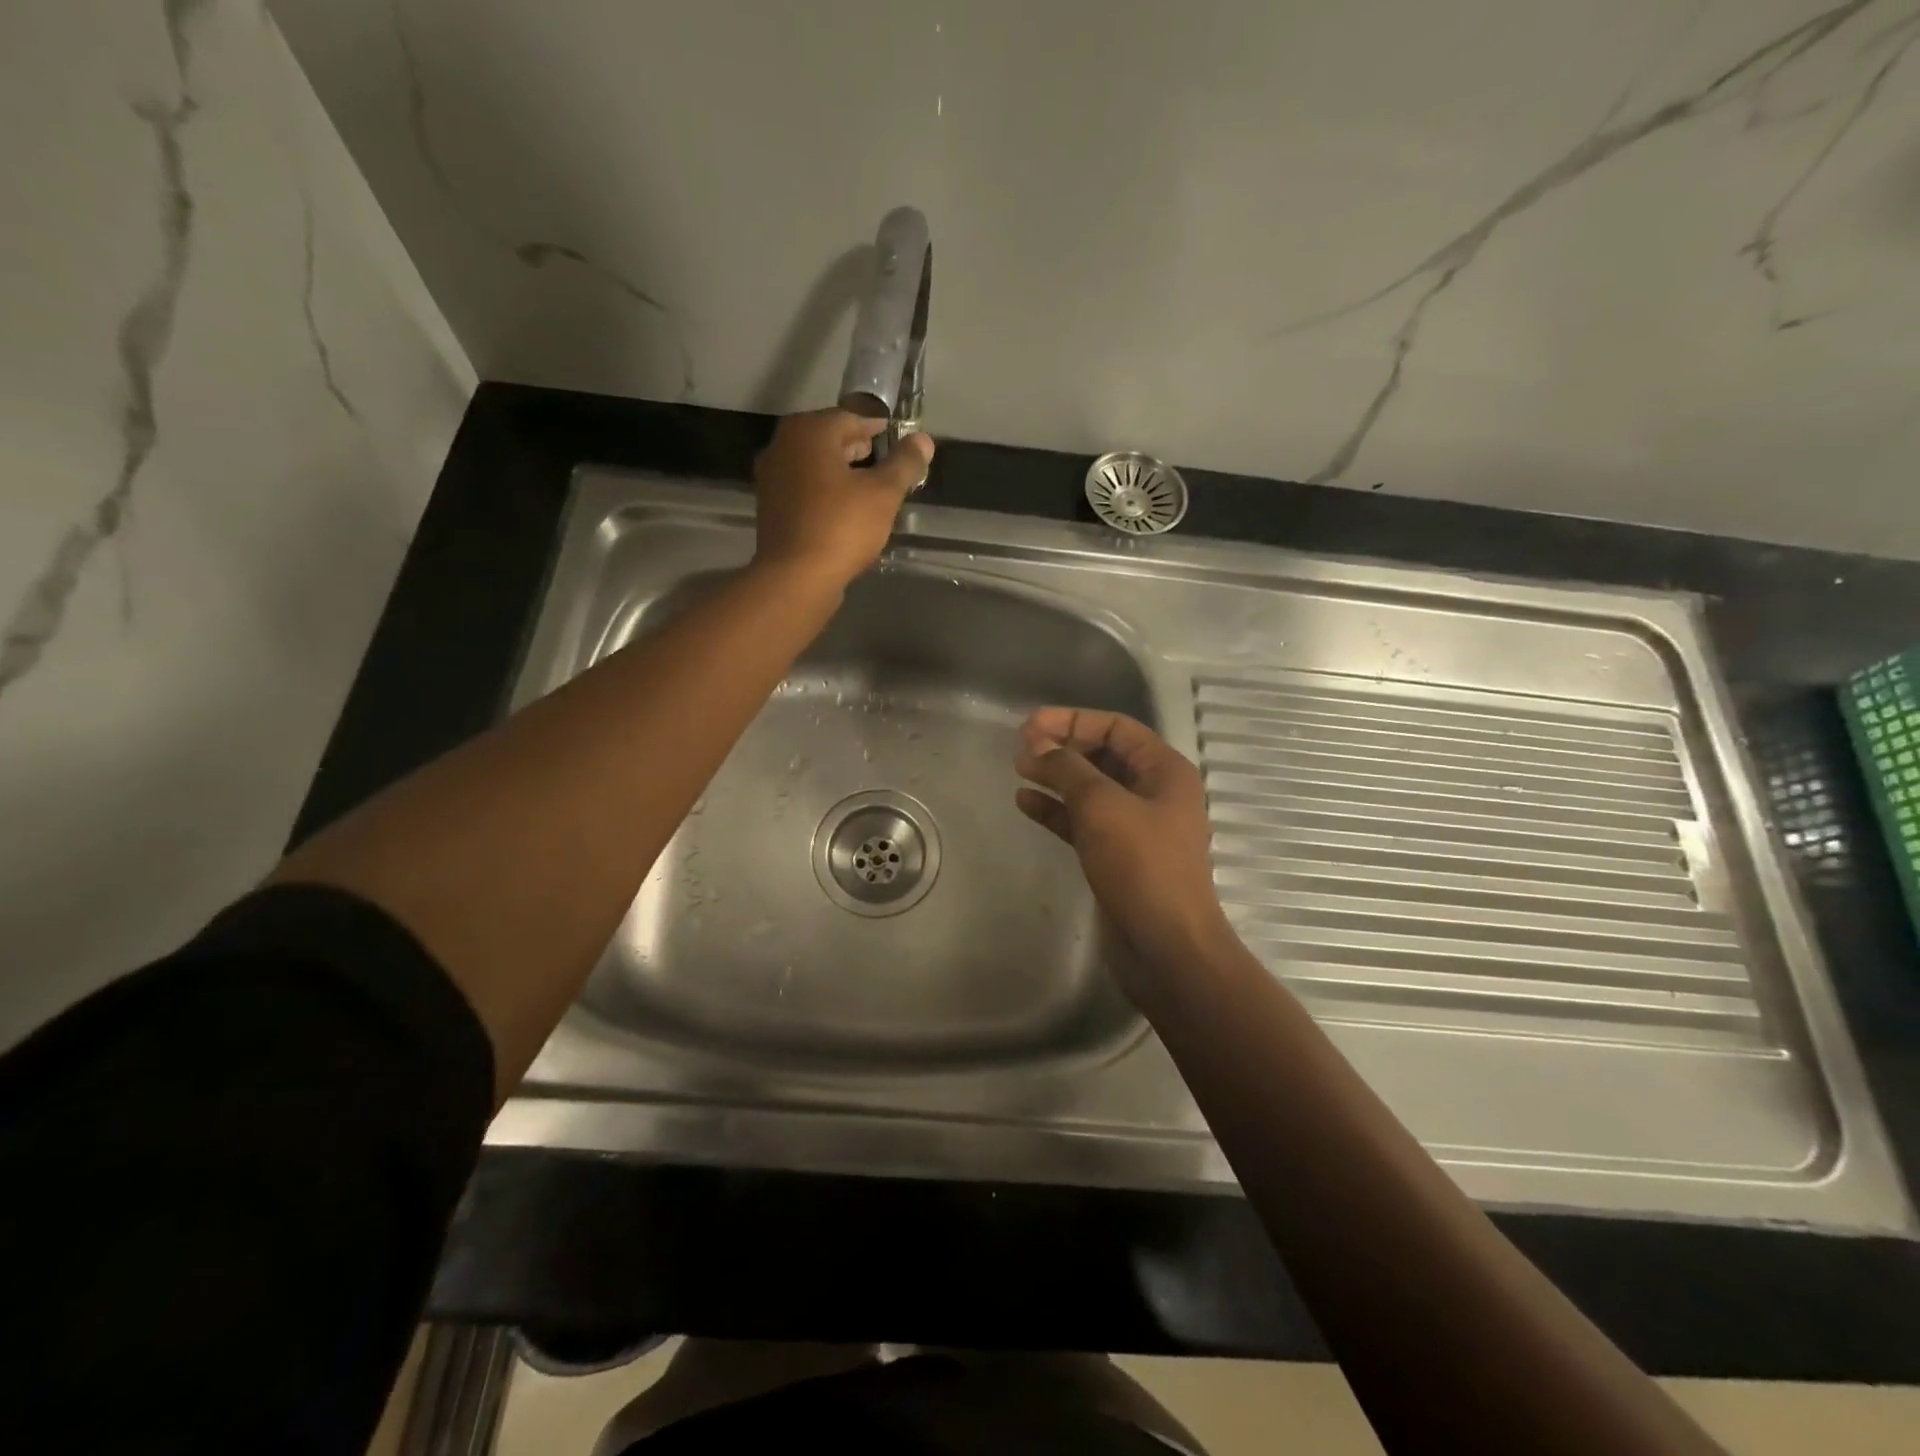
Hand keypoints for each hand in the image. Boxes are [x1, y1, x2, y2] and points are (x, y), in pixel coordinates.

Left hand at [751, 410, 934, 587]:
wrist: (795, 578)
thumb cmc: (842, 527)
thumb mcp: (884, 493)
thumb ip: (904, 463)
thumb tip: (923, 440)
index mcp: (810, 432)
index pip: (849, 418)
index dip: (875, 429)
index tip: (894, 440)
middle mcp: (782, 446)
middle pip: (826, 439)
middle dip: (854, 447)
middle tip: (880, 460)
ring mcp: (771, 478)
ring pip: (812, 465)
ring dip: (838, 471)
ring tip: (866, 487)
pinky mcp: (770, 508)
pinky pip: (802, 489)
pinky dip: (822, 492)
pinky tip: (842, 511)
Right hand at [1014, 708, 1237, 999]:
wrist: (1166, 946)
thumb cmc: (1141, 866)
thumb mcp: (1102, 806)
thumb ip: (1068, 769)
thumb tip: (1037, 746)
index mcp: (1164, 771)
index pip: (1116, 728)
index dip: (1072, 720)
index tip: (1030, 725)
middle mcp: (1154, 793)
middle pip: (1103, 755)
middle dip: (1062, 747)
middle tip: (1021, 747)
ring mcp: (1136, 827)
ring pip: (1090, 789)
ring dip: (1056, 777)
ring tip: (1019, 769)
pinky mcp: (1117, 856)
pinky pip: (1083, 821)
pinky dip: (1056, 810)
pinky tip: (1026, 803)